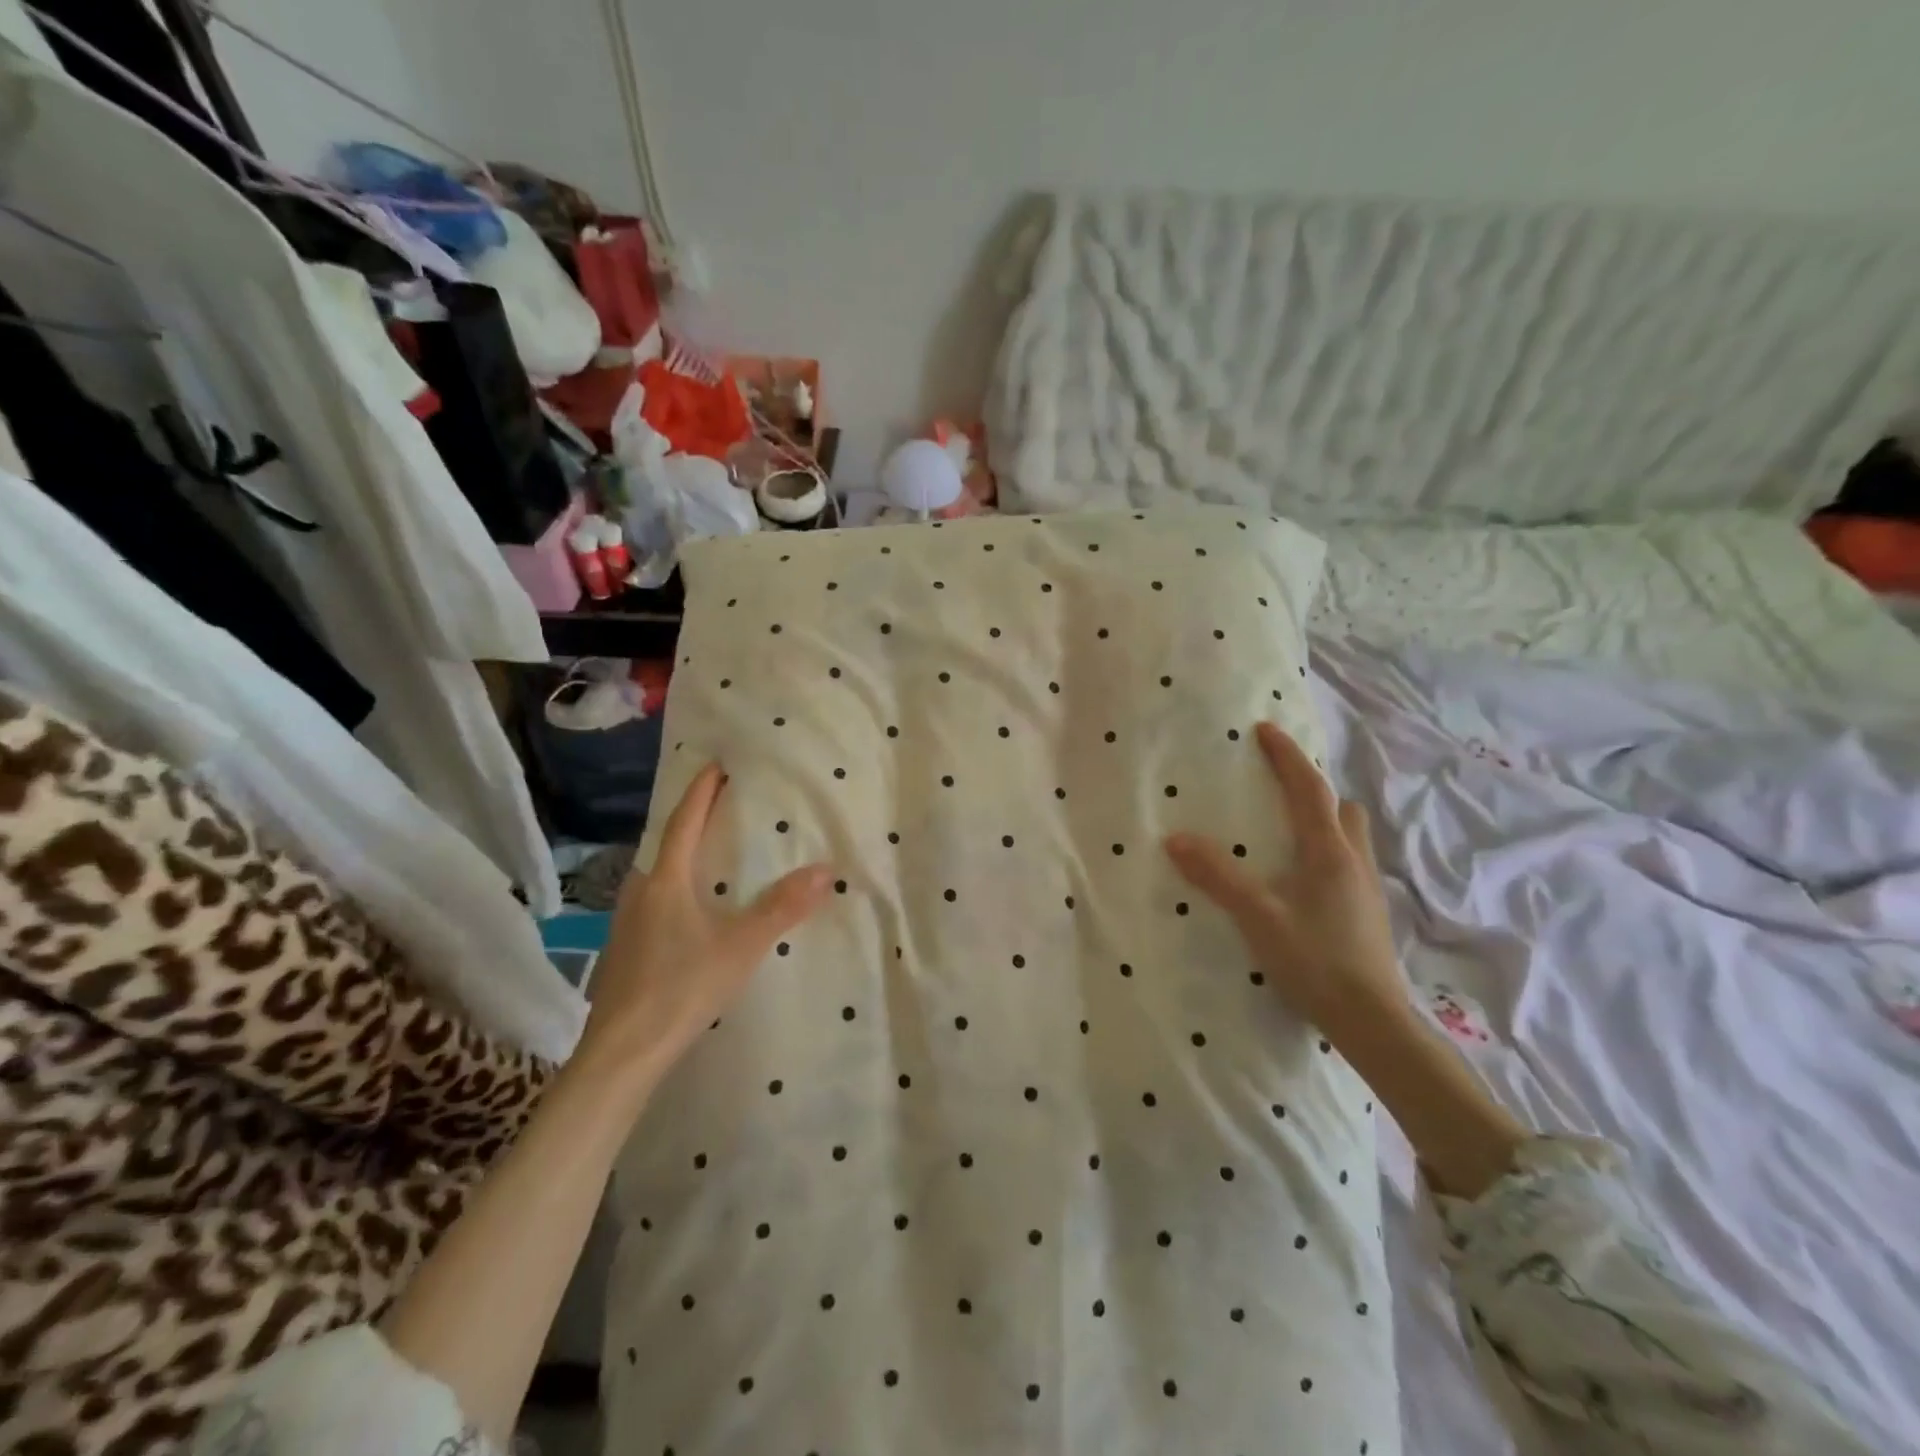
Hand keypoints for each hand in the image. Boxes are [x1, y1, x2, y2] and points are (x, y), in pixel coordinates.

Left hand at [581, 764, 832, 1081]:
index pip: (683, 821)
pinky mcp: (625, 947)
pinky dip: (676, 883)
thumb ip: (782, 908)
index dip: (701, 791)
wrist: (623, 1051)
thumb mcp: (741, 946)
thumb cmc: (681, 987)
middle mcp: (640, 890)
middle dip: (692, 818)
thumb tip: (825, 870)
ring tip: (710, 849)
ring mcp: (627, 920)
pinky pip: (654, 897)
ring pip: (658, 871)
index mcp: (665, 880)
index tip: (717, 765)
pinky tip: (691, 905)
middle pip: (665, 842)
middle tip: (722, 803)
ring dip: (682, 852)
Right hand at [1165, 721, 1407, 1044]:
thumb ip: (1218, 876)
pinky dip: (1325, 854)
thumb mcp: (1258, 917)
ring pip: (1349, 837)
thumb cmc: (1315, 961)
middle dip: (1314, 791)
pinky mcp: (1367, 914)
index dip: (1287, 757)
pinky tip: (1301, 882)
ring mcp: (1366, 889)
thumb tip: (1176, 838)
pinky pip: (1347, 864)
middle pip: (1341, 809)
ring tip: (1286, 835)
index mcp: (1329, 852)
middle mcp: (1354, 862)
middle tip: (1278, 791)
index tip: (1266, 730)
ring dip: (1323, 822)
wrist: (1373, 1021)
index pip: (1309, 789)